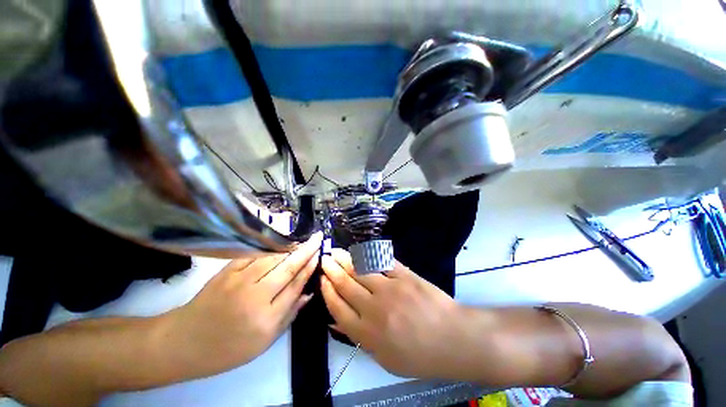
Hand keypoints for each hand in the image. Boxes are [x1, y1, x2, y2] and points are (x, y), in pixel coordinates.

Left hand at [163, 232, 322, 376]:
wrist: (184, 342)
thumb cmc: (228, 348)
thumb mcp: (264, 342)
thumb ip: (290, 315)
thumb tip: (309, 293)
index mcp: (267, 318)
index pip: (296, 285)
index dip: (309, 267)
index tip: (319, 254)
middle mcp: (256, 296)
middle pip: (288, 267)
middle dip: (306, 250)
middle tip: (318, 238)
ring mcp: (239, 281)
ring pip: (273, 257)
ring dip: (291, 246)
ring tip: (303, 238)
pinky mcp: (227, 271)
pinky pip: (254, 254)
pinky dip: (269, 246)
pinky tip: (280, 241)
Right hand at [320, 249, 475, 379]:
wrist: (453, 339)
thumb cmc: (419, 355)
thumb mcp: (384, 358)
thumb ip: (359, 339)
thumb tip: (336, 322)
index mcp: (367, 333)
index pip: (338, 307)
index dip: (327, 291)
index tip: (322, 280)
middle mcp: (374, 308)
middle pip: (346, 284)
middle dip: (332, 270)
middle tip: (324, 259)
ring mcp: (390, 288)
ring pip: (360, 270)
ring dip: (345, 259)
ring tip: (335, 251)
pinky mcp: (404, 275)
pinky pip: (382, 261)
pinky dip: (368, 255)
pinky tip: (360, 250)